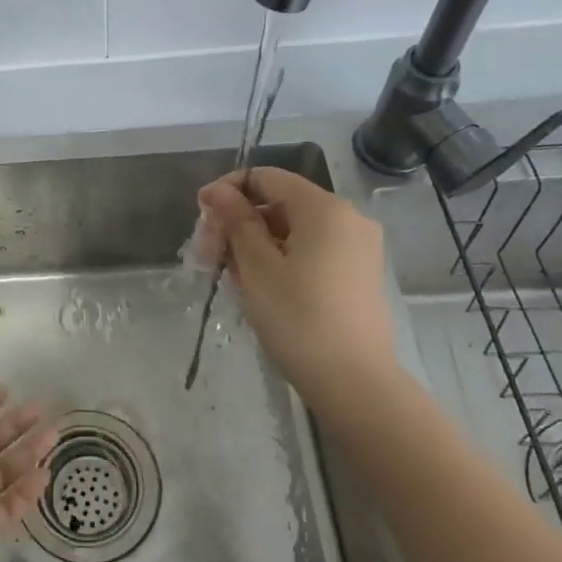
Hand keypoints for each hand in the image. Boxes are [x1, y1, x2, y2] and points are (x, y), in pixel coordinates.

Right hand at [197, 168, 399, 399]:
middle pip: (280, 203)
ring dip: (257, 244)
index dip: (228, 190)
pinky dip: (282, 258)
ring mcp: (359, 246)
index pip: (266, 177)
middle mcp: (348, 217)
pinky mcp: (360, 272)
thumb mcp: (257, 268)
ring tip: (232, 276)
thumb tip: (216, 190)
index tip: (201, 217)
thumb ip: (236, 221)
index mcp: (324, 208)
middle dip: (240, 223)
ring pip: (294, 229)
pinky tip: (261, 287)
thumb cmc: (299, 319)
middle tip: (208, 255)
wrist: (356, 383)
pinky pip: (313, 249)